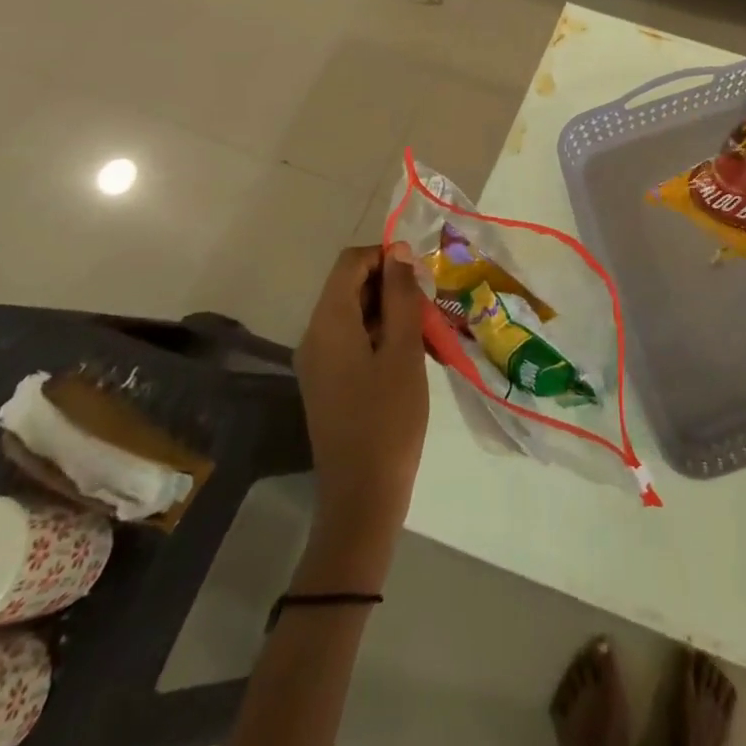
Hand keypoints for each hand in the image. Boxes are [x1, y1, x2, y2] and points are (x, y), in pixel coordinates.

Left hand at [293, 243, 429, 591]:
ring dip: (391, 311)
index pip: (351, 262)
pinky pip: (353, 338)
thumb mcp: (404, 350)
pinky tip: (411, 355)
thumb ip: (401, 296)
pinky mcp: (328, 381)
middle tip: (430, 306)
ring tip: (427, 332)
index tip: (421, 277)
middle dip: (392, 285)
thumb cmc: (389, 418)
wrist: (363, 495)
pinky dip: (381, 335)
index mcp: (328, 323)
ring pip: (355, 312)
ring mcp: (318, 361)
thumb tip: (399, 250)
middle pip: (350, 285)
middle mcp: (315, 335)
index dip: (386, 257)